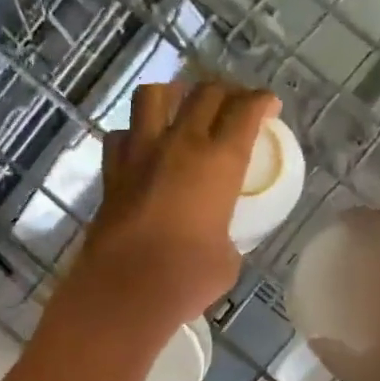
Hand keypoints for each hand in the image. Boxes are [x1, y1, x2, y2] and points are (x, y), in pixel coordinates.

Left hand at [67, 76, 278, 341]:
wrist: (127, 288)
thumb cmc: (188, 277)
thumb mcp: (227, 258)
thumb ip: (225, 234)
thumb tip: (216, 237)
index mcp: (220, 161)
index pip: (246, 110)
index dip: (261, 101)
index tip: (268, 106)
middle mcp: (180, 144)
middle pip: (205, 93)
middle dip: (225, 91)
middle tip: (233, 105)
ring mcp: (140, 154)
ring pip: (153, 96)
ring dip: (172, 94)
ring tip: (180, 108)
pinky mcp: (111, 172)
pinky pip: (120, 136)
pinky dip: (133, 135)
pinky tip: (142, 149)